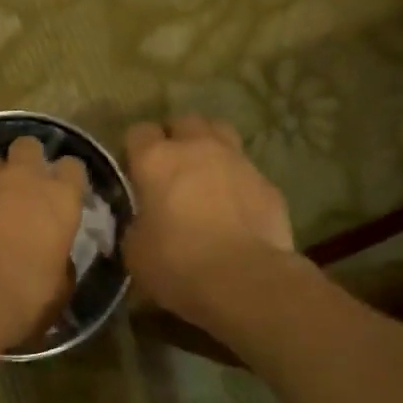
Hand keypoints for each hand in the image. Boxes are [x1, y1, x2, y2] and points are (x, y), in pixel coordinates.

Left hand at [0, 136, 87, 344]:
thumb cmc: (24, 296)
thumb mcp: (59, 287)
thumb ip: (61, 261)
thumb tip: (56, 259)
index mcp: (59, 197)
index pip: (73, 167)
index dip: (68, 178)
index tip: (64, 194)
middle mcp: (22, 178)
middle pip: (28, 147)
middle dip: (27, 160)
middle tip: (24, 188)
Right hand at [122, 115, 294, 322]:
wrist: (244, 280)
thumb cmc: (177, 263)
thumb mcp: (135, 250)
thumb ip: (136, 224)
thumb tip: (144, 222)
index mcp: (156, 160)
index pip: (139, 132)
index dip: (136, 150)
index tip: (136, 172)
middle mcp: (197, 148)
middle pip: (184, 122)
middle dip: (177, 139)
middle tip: (172, 169)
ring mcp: (237, 161)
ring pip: (221, 133)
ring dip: (210, 148)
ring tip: (206, 176)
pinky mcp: (267, 183)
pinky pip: (247, 171)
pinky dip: (238, 182)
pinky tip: (237, 208)